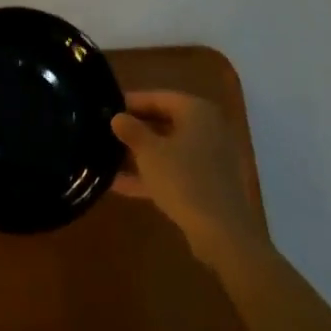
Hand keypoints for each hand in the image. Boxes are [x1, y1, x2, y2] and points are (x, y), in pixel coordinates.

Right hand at [113, 91, 269, 267]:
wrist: (223, 233)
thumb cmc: (183, 179)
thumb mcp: (148, 152)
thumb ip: (131, 130)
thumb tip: (117, 117)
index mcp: (196, 111)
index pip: (158, 97)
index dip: (131, 102)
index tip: (107, 108)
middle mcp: (208, 129)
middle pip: (165, 122)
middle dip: (136, 130)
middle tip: (107, 133)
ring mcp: (212, 158)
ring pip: (170, 149)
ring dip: (141, 154)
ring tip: (108, 158)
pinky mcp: (210, 184)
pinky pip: (176, 171)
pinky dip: (153, 175)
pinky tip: (121, 185)